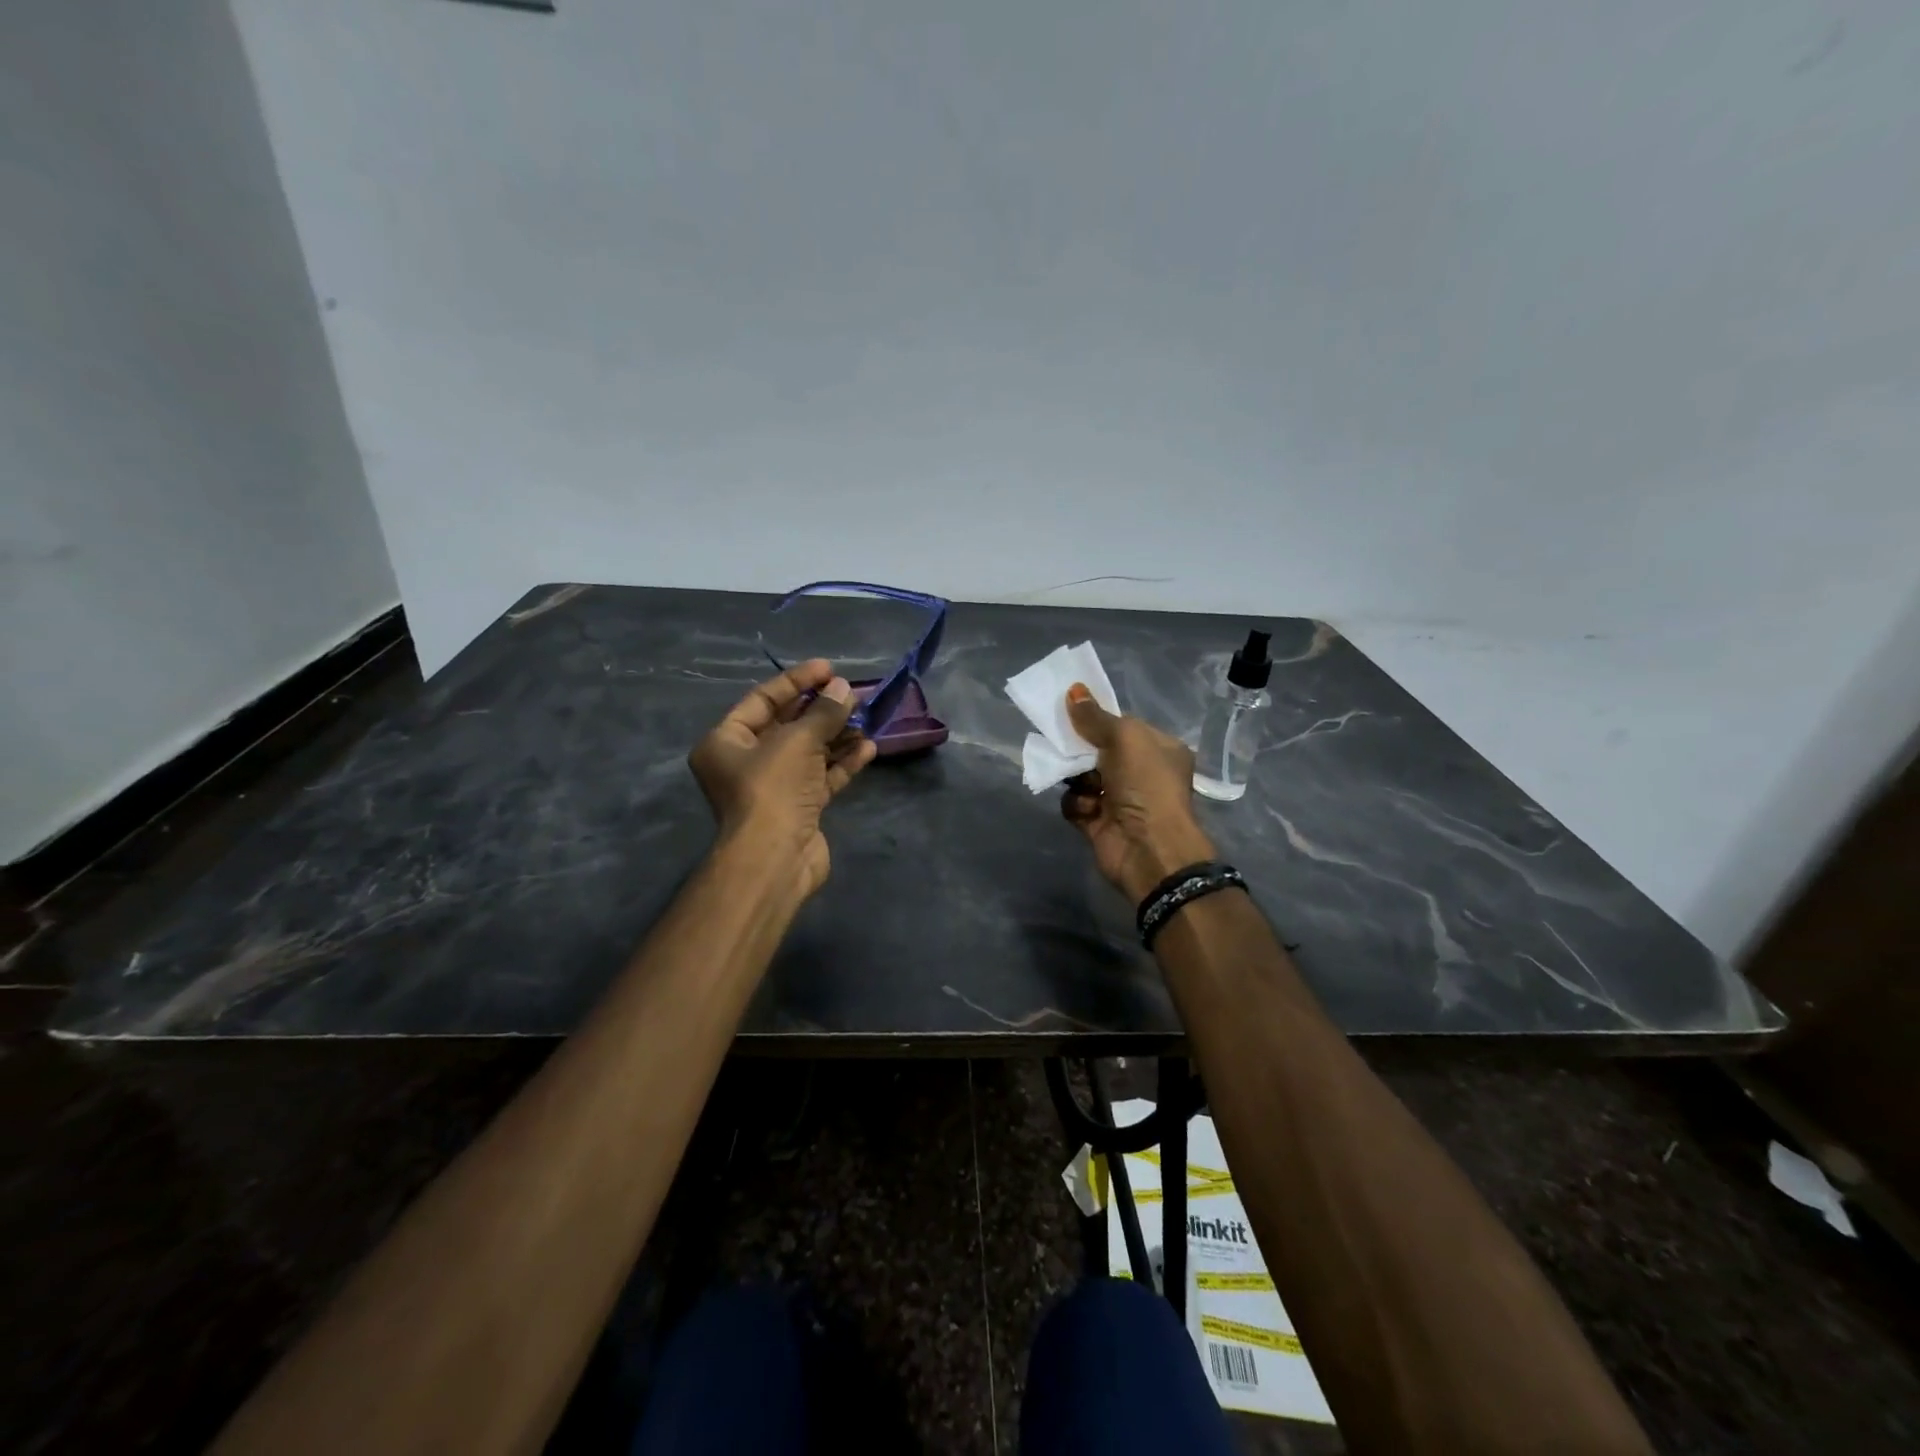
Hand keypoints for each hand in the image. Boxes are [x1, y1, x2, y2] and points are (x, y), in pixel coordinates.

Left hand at [688, 659, 877, 898]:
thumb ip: (824, 713)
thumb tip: (845, 689)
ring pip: (808, 752)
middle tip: (851, 693)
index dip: (797, 682)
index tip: (829, 669)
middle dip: (821, 709)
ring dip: (837, 735)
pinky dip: (842, 763)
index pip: (762, 700)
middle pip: (787, 725)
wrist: (775, 858)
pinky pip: (822, 777)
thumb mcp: (797, 741)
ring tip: (866, 718)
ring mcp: (773, 788)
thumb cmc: (772, 788)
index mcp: (726, 742)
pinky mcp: (799, 808)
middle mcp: (745, 763)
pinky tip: (868, 748)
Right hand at [1059, 683, 1216, 904]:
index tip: (1072, 711)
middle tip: (1064, 744)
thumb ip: (1096, 717)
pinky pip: (1075, 803)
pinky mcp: (1099, 823)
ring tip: (1082, 783)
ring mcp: (1120, 799)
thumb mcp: (1125, 738)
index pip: (1123, 726)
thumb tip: (1074, 691)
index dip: (1098, 718)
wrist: (1149, 848)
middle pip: (1098, 750)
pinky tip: (1088, 809)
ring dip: (1076, 778)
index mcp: (1158, 749)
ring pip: (1082, 777)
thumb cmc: (1146, 784)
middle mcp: (1141, 773)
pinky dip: (1076, 804)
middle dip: (1080, 749)